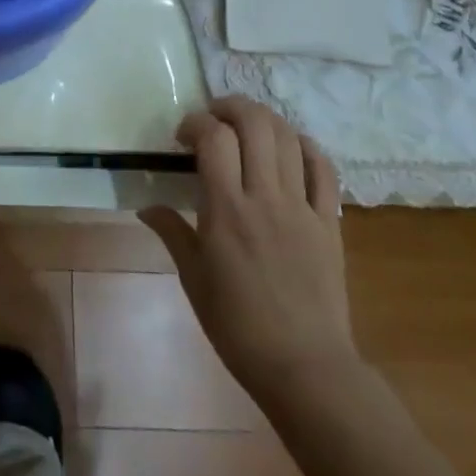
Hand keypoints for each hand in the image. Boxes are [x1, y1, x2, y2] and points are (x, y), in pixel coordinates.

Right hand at [140, 96, 358, 409]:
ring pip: (288, 137)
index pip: (213, 138)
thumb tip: (146, 206)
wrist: (306, 369)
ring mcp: (302, 207)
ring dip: (265, 119)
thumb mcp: (194, 281)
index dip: (196, 123)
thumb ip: (172, 233)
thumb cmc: (240, 328)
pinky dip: (306, 146)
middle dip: (230, 106)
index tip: (184, 137)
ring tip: (247, 126)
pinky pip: (324, 169)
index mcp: (227, 211)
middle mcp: (265, 197)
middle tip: (215, 117)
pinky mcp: (330, 222)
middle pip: (254, 124)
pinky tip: (291, 147)